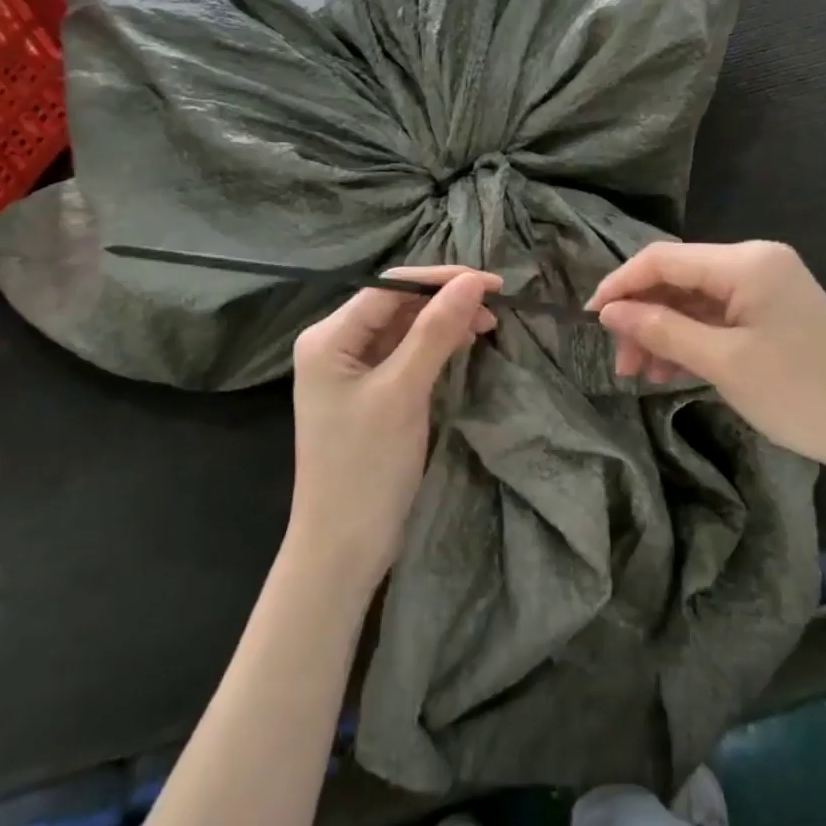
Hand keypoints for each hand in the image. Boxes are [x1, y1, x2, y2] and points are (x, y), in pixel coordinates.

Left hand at [288, 267, 500, 593]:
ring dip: (443, 323)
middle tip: (497, 306)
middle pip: (395, 305)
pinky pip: (404, 356)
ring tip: (488, 324)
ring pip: (403, 329)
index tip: (493, 283)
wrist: (342, 546)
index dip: (441, 279)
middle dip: (445, 300)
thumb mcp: (403, 392)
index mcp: (328, 337)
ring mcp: (351, 370)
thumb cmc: (366, 466)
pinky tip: (464, 344)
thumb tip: (473, 280)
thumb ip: (436, 331)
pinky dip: (434, 348)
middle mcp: (335, 345)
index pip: (390, 287)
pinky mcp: (368, 393)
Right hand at [588, 241, 825, 479]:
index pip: (662, 259)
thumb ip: (661, 330)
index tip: (589, 318)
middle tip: (621, 363)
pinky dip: (690, 339)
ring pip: (693, 300)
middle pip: (677, 279)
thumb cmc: (801, 394)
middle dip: (642, 316)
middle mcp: (755, 262)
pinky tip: (672, 371)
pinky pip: (717, 317)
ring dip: (663, 332)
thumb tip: (609, 312)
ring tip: (641, 375)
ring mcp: (766, 287)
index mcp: (746, 262)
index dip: (620, 284)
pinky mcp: (773, 312)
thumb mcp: (723, 363)